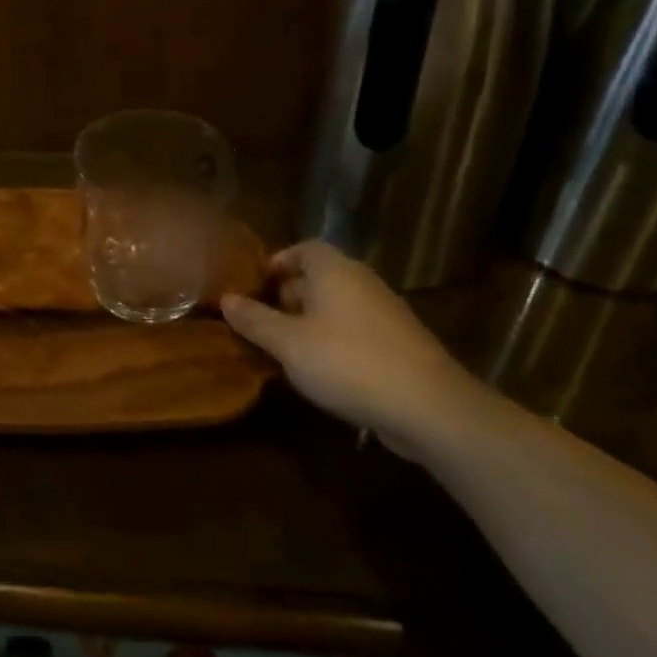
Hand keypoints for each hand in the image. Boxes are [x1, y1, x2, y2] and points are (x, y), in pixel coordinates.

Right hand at [221, 241, 489, 460]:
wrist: (430, 408)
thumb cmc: (348, 362)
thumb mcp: (289, 343)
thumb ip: (255, 320)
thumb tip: (225, 299)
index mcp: (334, 270)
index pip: (303, 248)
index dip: (276, 263)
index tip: (253, 287)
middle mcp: (361, 282)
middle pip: (318, 277)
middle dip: (287, 296)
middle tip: (259, 322)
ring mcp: (384, 313)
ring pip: (336, 307)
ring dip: (308, 323)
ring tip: (282, 350)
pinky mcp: (398, 344)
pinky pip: (354, 331)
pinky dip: (333, 342)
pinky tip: (319, 372)